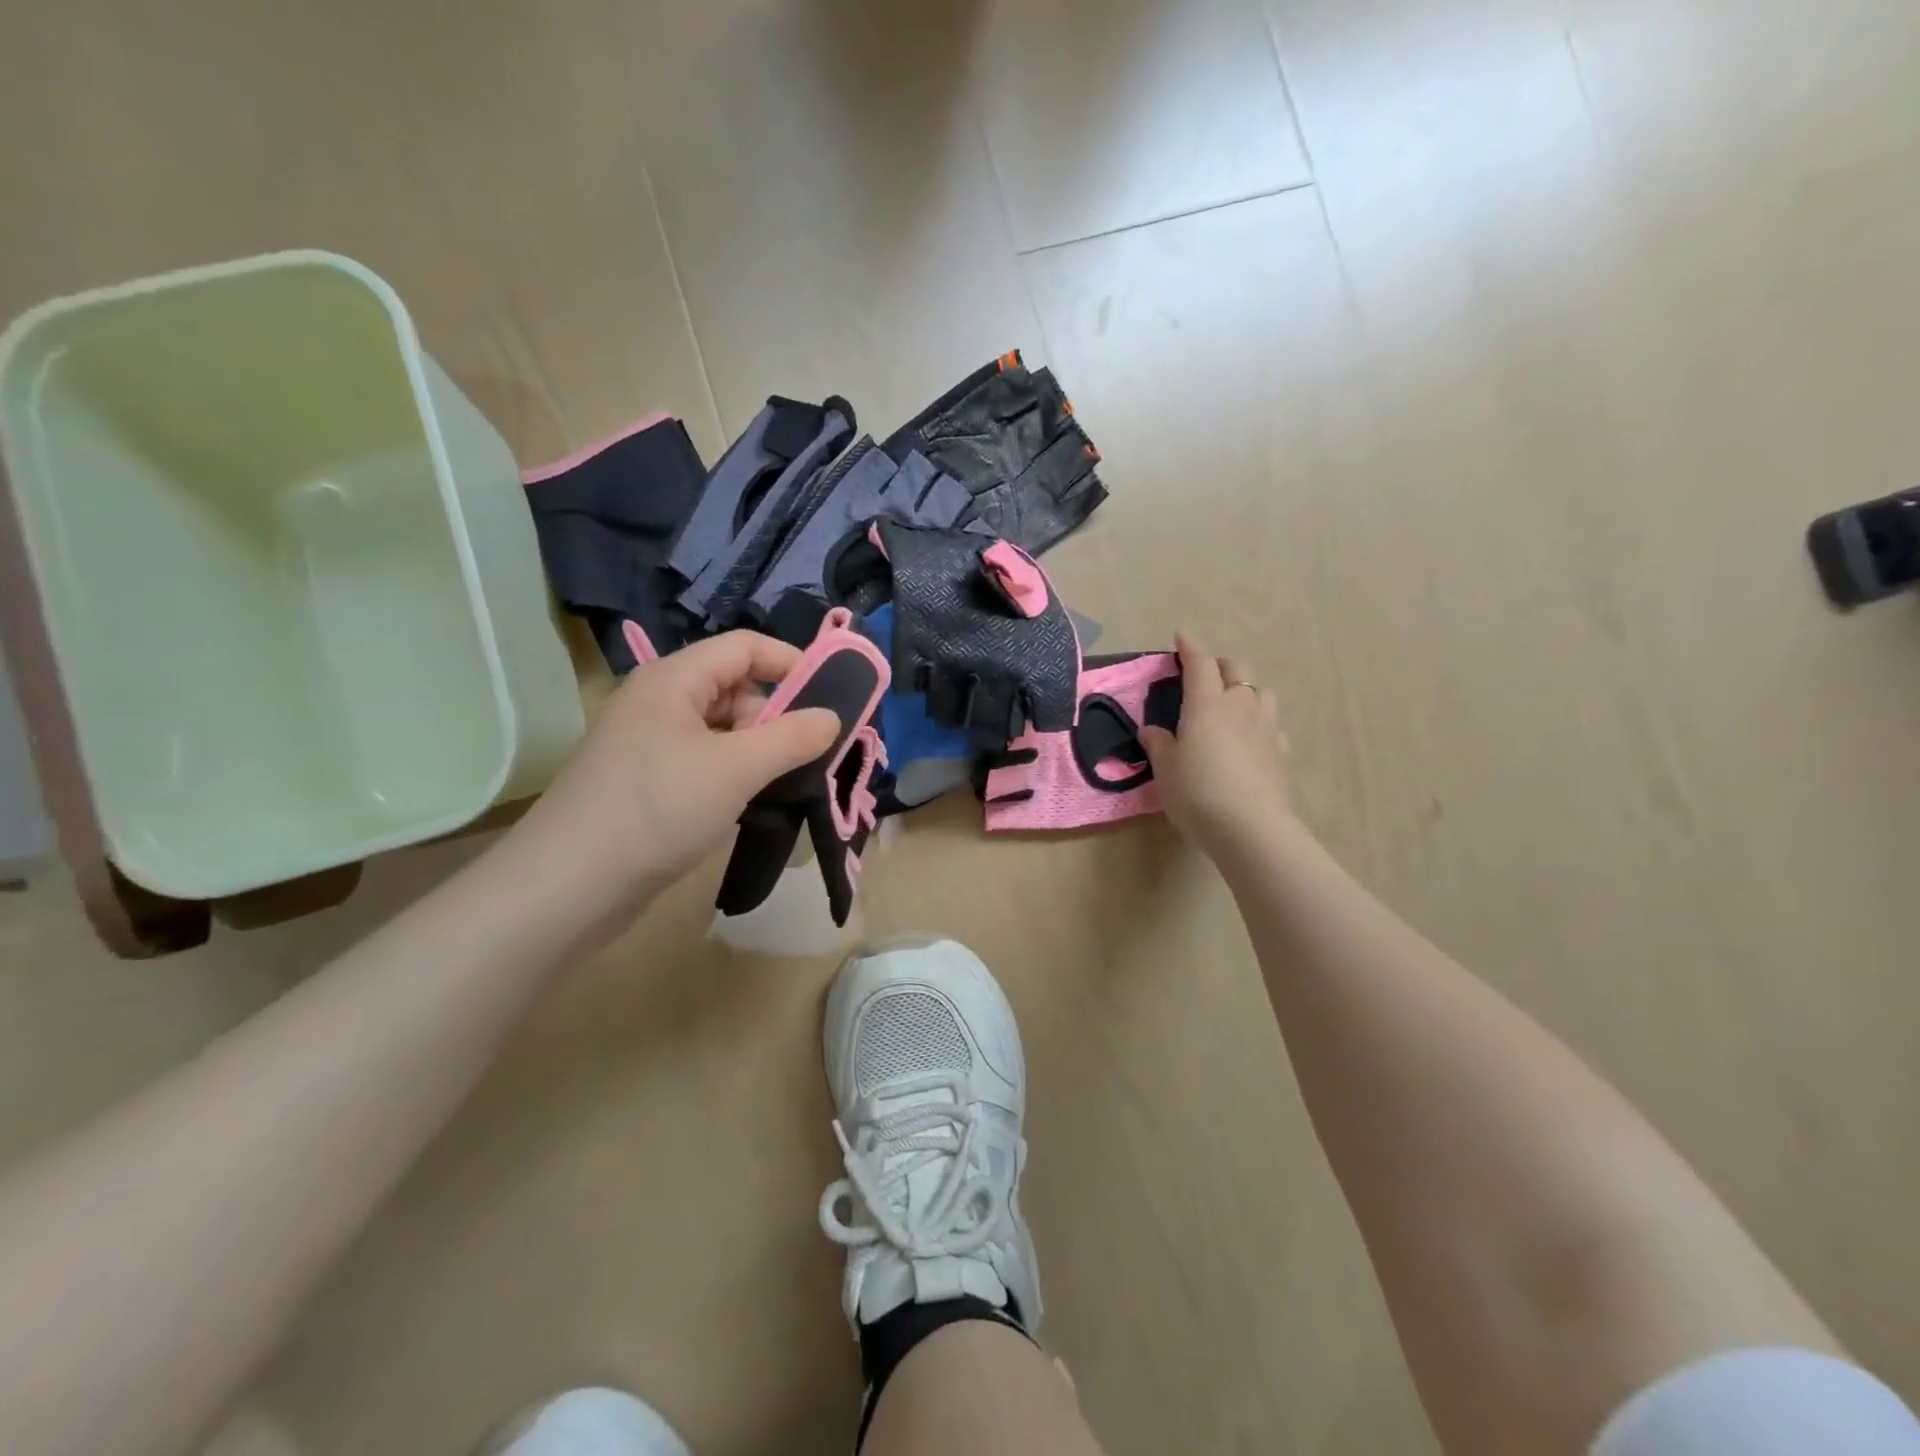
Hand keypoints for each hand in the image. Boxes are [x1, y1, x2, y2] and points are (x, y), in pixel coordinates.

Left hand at [511, 632, 838, 925]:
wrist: (568, 886)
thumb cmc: (656, 810)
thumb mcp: (736, 769)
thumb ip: (792, 738)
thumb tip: (832, 717)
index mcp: (674, 680)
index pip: (745, 647)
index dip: (791, 662)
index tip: (832, 696)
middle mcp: (660, 701)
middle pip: (735, 688)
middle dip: (776, 716)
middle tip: (807, 756)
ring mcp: (650, 743)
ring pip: (722, 729)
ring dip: (758, 751)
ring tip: (782, 785)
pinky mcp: (649, 781)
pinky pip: (705, 761)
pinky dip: (734, 774)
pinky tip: (749, 803)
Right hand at [1140, 633, 1293, 859]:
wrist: (1251, 828)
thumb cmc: (1197, 792)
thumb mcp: (1165, 769)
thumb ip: (1159, 744)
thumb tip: (1152, 730)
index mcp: (1207, 703)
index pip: (1200, 663)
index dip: (1190, 647)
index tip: (1181, 635)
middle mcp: (1240, 705)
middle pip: (1235, 669)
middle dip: (1219, 664)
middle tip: (1203, 673)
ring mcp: (1266, 727)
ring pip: (1260, 691)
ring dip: (1245, 688)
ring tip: (1231, 703)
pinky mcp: (1281, 751)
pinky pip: (1271, 723)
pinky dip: (1258, 721)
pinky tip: (1250, 737)